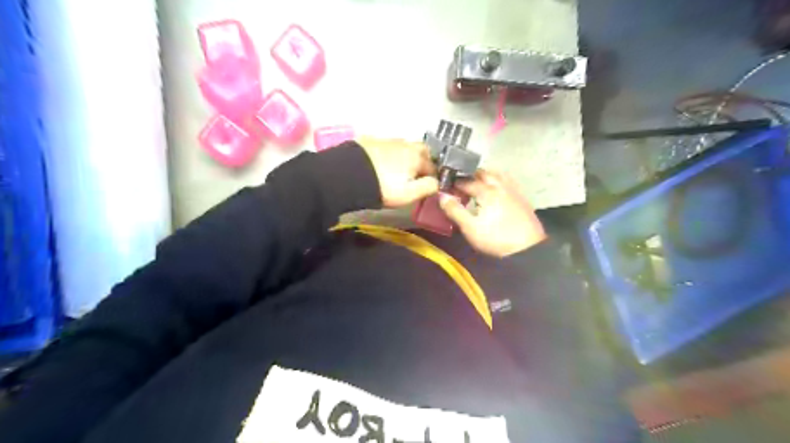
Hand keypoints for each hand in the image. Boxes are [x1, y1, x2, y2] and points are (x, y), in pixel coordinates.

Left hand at [357, 136, 437, 207]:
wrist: (349, 175)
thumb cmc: (383, 187)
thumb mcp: (409, 194)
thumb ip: (427, 187)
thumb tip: (437, 183)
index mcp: (417, 157)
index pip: (433, 166)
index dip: (433, 177)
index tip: (429, 186)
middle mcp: (405, 145)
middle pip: (422, 149)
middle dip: (424, 160)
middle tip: (418, 174)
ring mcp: (387, 140)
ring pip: (404, 146)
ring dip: (407, 155)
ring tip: (399, 169)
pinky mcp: (371, 141)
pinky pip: (387, 145)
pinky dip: (390, 153)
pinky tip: (383, 162)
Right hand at [442, 172, 547, 257]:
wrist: (527, 249)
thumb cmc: (496, 239)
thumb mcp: (470, 228)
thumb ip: (455, 210)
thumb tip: (442, 196)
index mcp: (487, 191)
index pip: (466, 181)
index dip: (454, 183)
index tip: (446, 187)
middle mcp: (500, 185)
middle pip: (483, 172)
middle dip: (469, 175)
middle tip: (460, 184)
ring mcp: (513, 190)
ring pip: (497, 174)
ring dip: (485, 175)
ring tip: (476, 184)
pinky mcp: (522, 197)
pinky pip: (508, 180)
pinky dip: (498, 180)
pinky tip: (496, 189)